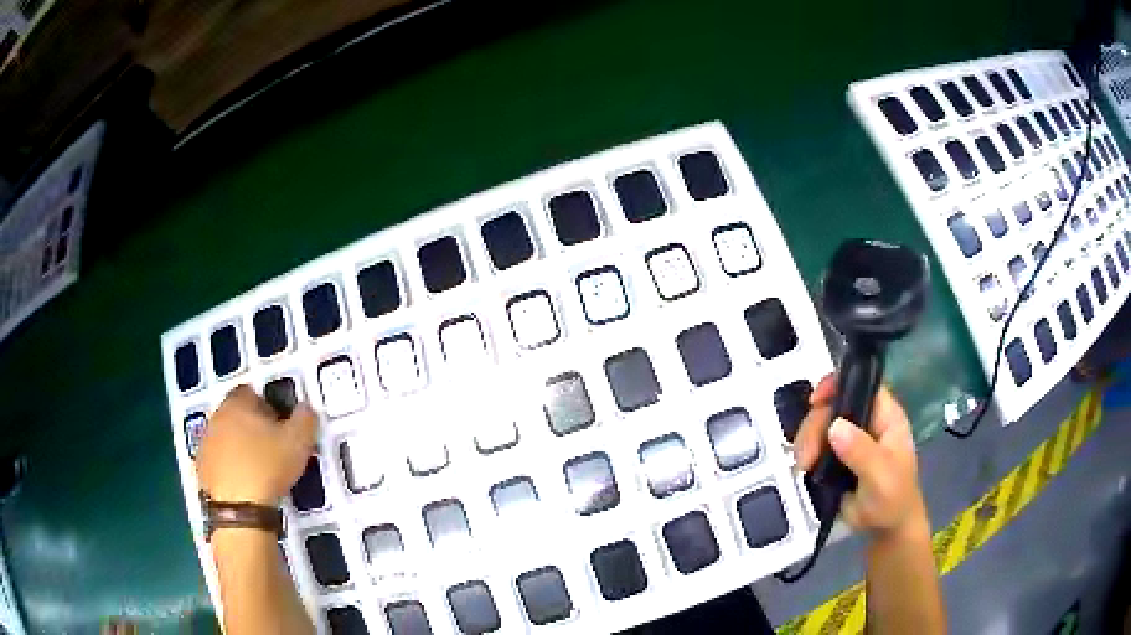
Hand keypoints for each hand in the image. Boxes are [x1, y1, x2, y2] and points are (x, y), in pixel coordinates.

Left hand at [196, 386, 317, 505]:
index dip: (267, 407)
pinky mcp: (201, 468)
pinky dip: (229, 467)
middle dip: (251, 426)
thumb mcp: (299, 441)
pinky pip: (218, 461)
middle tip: (271, 447)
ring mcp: (206, 443)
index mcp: (238, 403)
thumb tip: (305, 409)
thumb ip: (305, 418)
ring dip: (239, 446)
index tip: (280, 426)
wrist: (239, 508)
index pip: (251, 392)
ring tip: (259, 469)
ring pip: (225, 437)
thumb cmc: (267, 467)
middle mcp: (217, 417)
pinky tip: (244, 484)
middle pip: (235, 414)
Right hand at [794, 374, 924, 536]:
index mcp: (885, 417)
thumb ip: (861, 452)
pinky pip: (815, 443)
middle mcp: (867, 421)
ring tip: (804, 467)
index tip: (816, 401)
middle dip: (815, 426)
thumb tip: (835, 426)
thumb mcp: (881, 476)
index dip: (839, 384)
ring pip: (820, 424)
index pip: (862, 385)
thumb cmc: (893, 499)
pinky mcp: (835, 456)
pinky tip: (804, 468)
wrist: (885, 529)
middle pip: (834, 405)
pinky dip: (805, 452)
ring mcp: (850, 438)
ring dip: (806, 442)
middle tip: (806, 457)